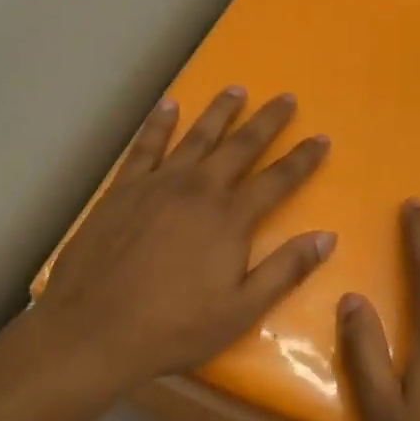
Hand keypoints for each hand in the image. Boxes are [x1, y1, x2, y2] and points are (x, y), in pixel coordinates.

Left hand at [34, 86, 333, 385]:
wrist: (92, 331)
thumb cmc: (173, 328)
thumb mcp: (241, 310)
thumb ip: (285, 269)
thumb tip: (327, 236)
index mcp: (230, 218)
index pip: (278, 179)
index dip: (303, 159)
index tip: (322, 137)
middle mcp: (198, 189)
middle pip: (240, 146)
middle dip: (267, 121)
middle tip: (286, 97)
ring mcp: (157, 185)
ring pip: (196, 137)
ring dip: (219, 112)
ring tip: (236, 89)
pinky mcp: (122, 190)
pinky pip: (145, 146)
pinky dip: (158, 124)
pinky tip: (168, 106)